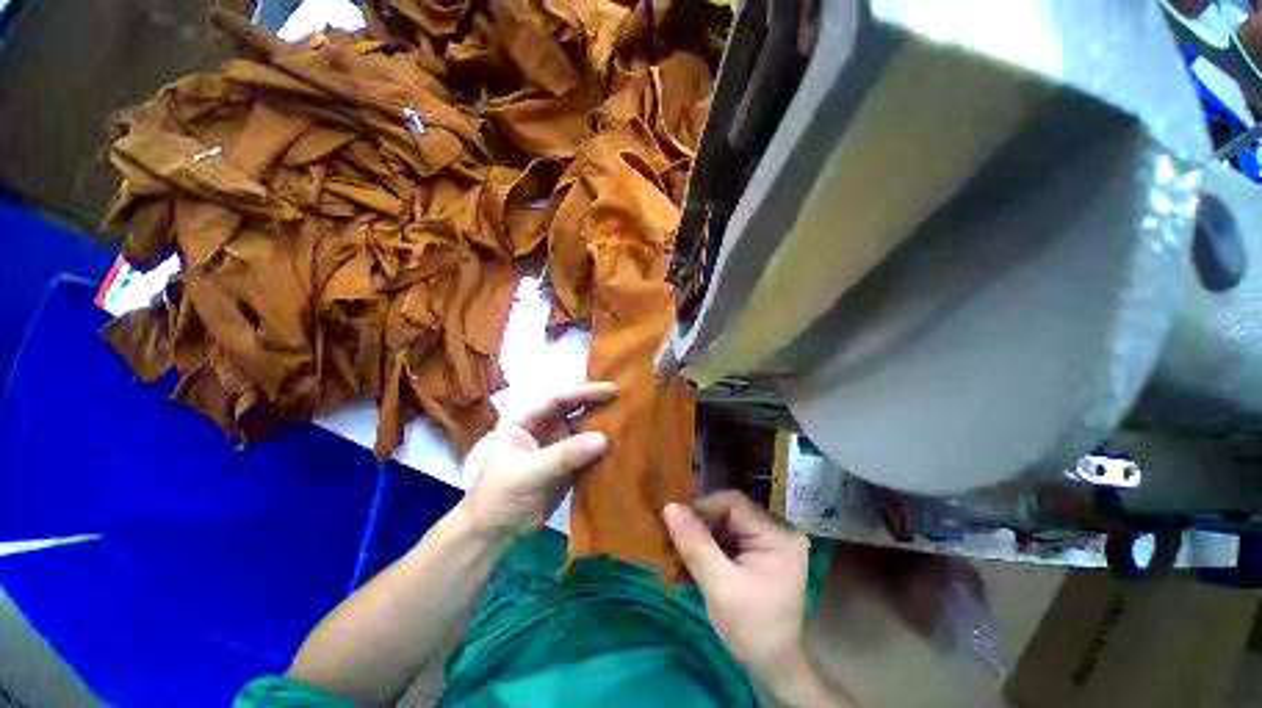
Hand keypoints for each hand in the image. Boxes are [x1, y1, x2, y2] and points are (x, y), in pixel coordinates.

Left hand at [461, 382, 615, 541]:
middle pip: (573, 405)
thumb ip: (565, 454)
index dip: (584, 391)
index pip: (557, 397)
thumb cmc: (502, 494)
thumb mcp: (530, 472)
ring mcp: (556, 440)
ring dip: (602, 420)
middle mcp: (543, 423)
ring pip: (583, 423)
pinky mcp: (567, 458)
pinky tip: (622, 439)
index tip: (611, 389)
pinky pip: (588, 444)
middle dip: (596, 400)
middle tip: (625, 396)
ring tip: (628, 414)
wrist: (497, 530)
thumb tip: (604, 439)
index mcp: (526, 417)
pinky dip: (603, 442)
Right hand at [663, 491, 810, 676]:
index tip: (675, 523)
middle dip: (699, 526)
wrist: (774, 668)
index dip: (702, 508)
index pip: (734, 504)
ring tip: (678, 554)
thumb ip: (695, 544)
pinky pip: (729, 539)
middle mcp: (777, 530)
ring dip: (700, 538)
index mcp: (778, 535)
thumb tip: (669, 506)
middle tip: (673, 541)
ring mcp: (769, 542)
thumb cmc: (751, 629)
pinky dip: (708, 548)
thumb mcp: (720, 586)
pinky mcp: (760, 553)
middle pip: (729, 513)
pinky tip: (691, 562)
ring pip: (725, 525)